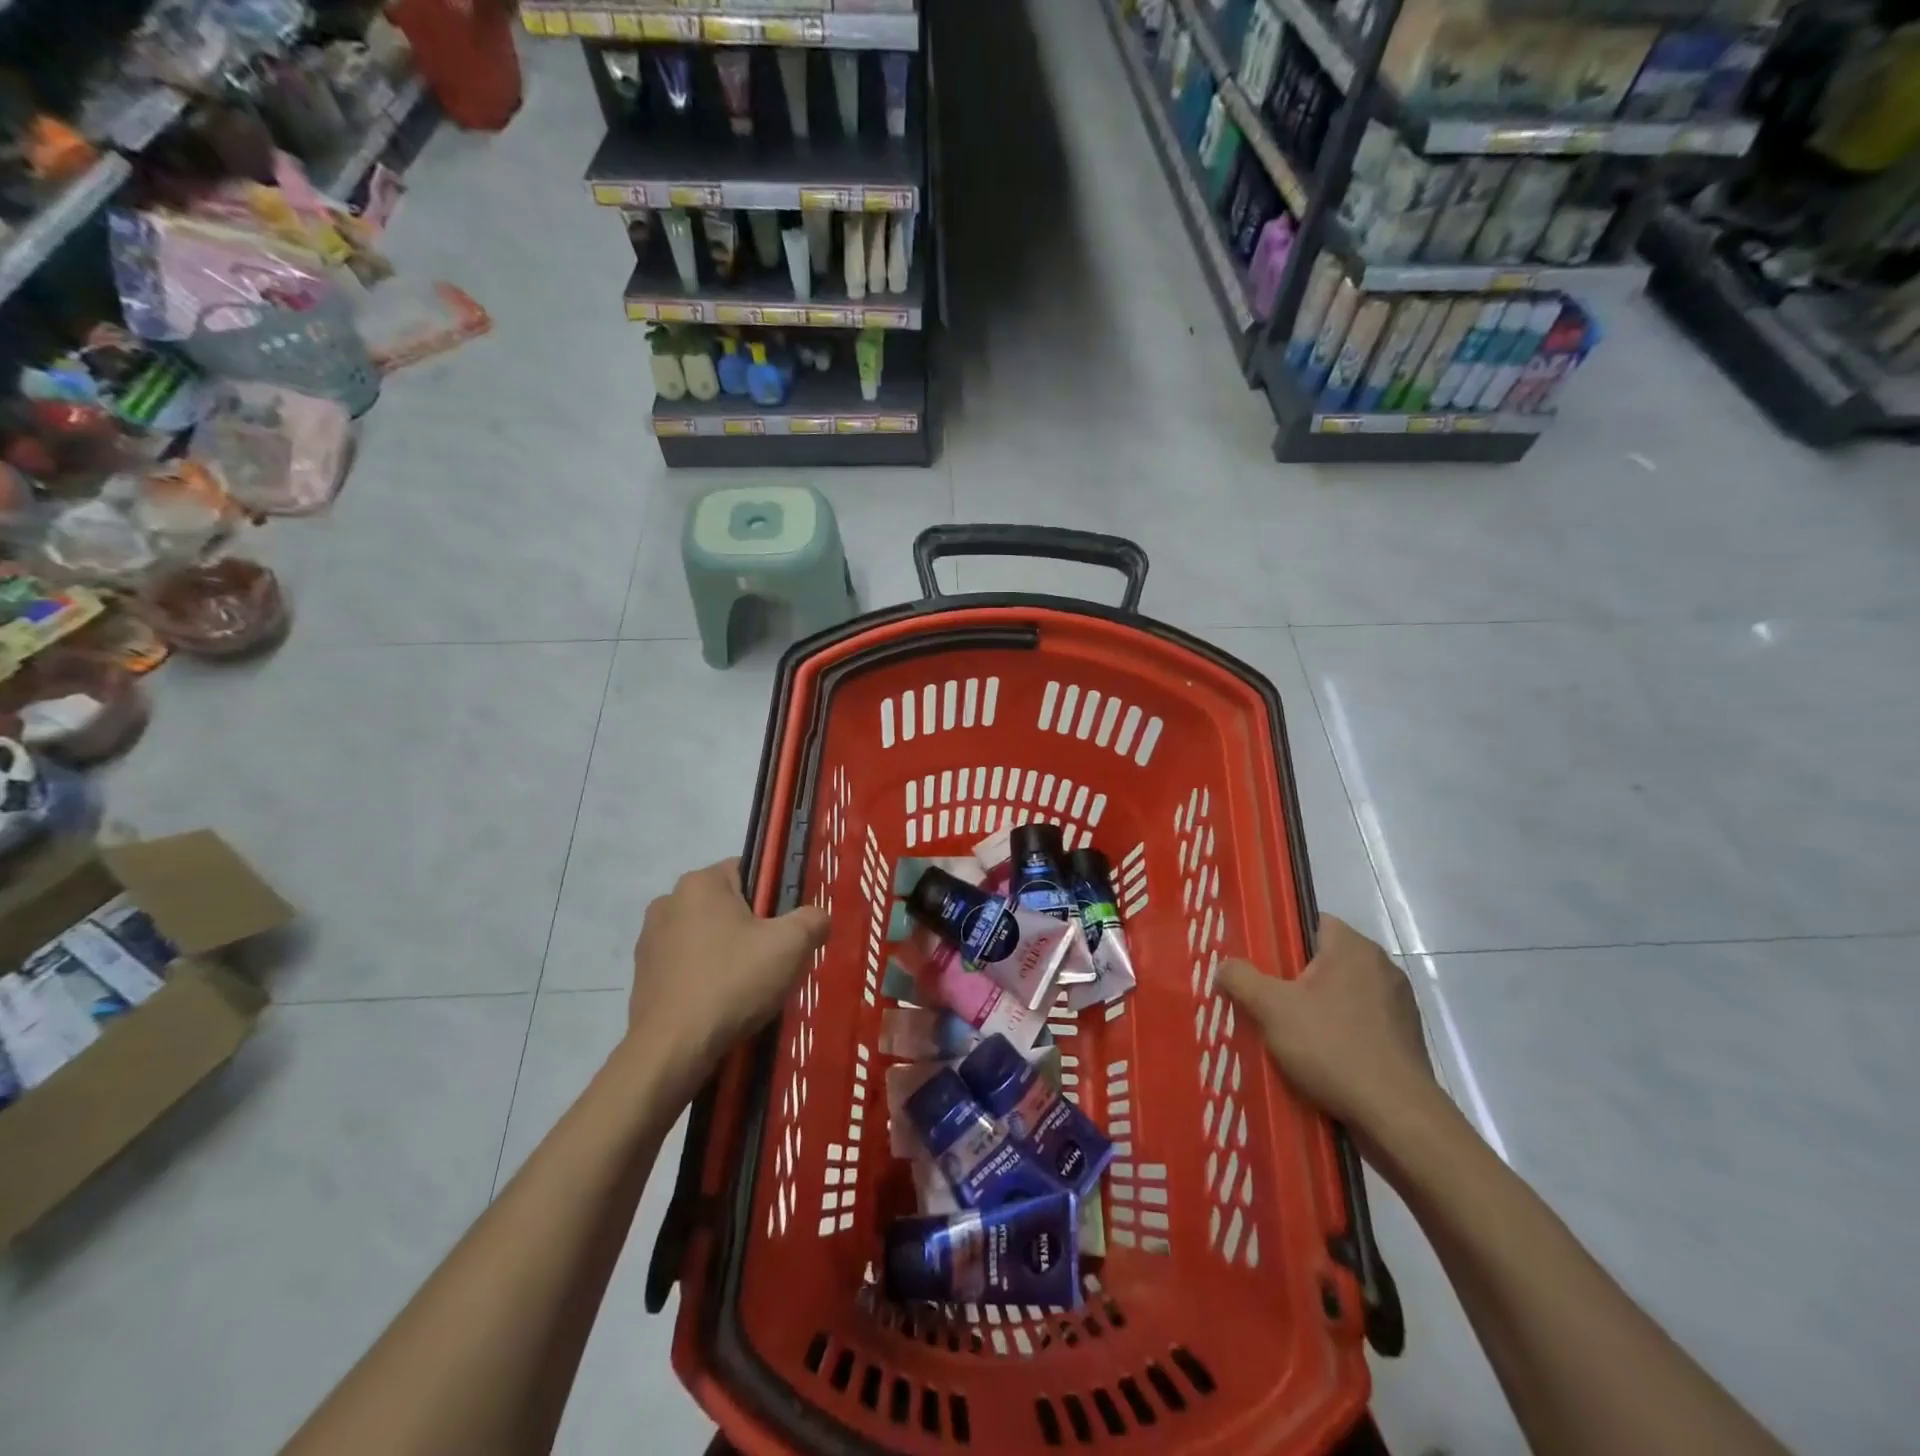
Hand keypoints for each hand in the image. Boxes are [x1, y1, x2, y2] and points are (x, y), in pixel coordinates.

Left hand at [626, 859, 829, 1083]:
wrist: (672, 1049)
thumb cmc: (732, 983)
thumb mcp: (791, 946)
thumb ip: (813, 919)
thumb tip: (817, 917)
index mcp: (700, 882)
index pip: (748, 870)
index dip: (774, 897)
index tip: (785, 928)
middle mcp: (668, 901)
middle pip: (727, 904)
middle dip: (751, 927)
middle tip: (773, 960)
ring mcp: (650, 939)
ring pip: (706, 935)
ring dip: (726, 952)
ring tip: (748, 987)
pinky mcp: (642, 974)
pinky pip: (686, 963)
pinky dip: (705, 975)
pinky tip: (720, 1002)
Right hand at [1218, 915, 1435, 1137]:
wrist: (1397, 1116)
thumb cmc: (1332, 1047)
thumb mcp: (1271, 1008)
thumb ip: (1241, 979)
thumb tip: (1225, 966)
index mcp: (1353, 947)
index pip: (1312, 921)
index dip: (1283, 937)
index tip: (1260, 961)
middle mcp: (1382, 966)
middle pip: (1326, 959)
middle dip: (1296, 977)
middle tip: (1265, 998)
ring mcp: (1399, 1004)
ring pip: (1344, 993)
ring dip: (1319, 1007)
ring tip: (1289, 1032)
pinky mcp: (1406, 1038)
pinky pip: (1362, 1022)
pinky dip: (1341, 1032)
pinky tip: (1321, 1057)